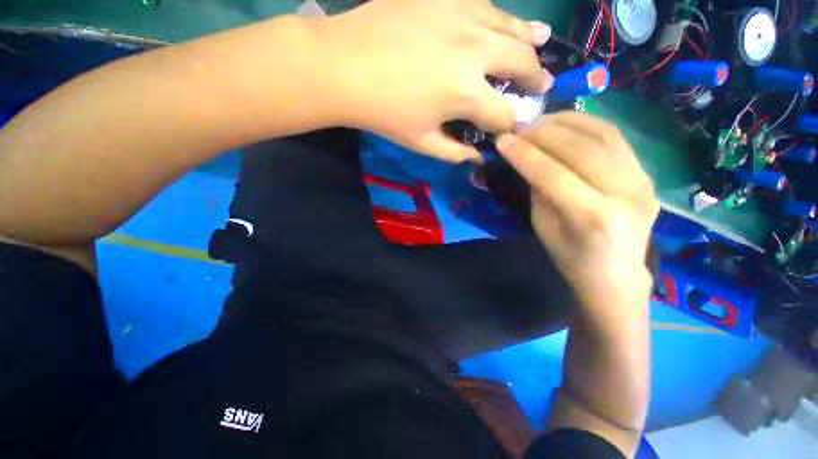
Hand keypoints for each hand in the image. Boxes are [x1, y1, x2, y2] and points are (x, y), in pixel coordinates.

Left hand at [317, 0, 553, 161]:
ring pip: (513, 26)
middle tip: (540, 86)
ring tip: (542, 44)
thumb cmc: (384, 113)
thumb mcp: (421, 142)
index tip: (512, 129)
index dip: (511, 126)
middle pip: (523, 63)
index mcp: (466, 93)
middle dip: (535, 80)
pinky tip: (503, 24)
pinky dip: (501, 19)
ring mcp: (462, 14)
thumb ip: (455, 153)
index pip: (504, 114)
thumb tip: (478, 159)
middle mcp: (475, 50)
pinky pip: (486, 5)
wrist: (345, 67)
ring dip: (531, 40)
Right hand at [496, 113, 658, 311]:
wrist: (616, 276)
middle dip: (543, 133)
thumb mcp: (543, 228)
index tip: (502, 140)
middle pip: (581, 150)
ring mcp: (643, 182)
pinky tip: (566, 124)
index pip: (553, 175)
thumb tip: (528, 158)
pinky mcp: (647, 175)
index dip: (524, 155)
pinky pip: (616, 140)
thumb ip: (538, 191)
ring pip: (603, 136)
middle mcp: (626, 195)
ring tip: (539, 121)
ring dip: (565, 122)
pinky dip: (587, 125)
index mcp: (594, 218)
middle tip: (518, 127)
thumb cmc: (571, 259)